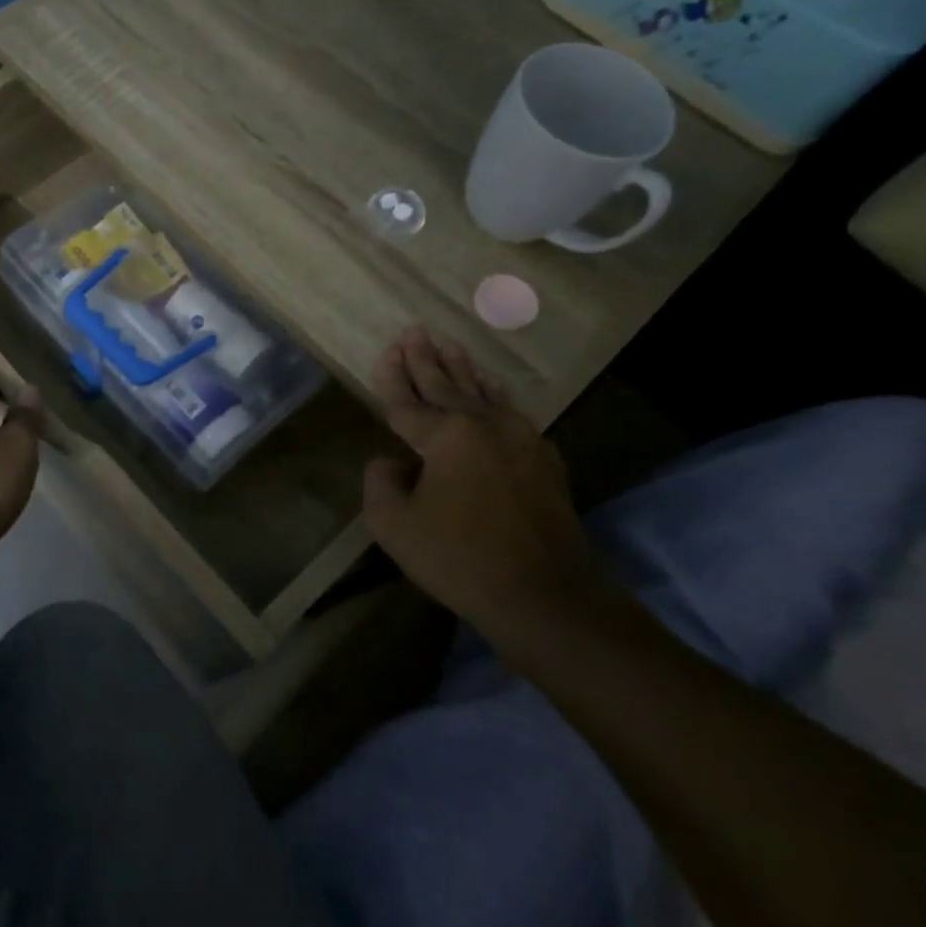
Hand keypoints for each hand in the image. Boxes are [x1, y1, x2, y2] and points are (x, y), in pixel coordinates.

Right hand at [362, 327, 595, 639]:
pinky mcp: (544, 461)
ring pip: (483, 394)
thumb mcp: (393, 523)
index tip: (386, 352)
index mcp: (446, 436)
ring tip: (452, 345)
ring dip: (463, 370)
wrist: (545, 595)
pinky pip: (510, 413)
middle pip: (447, 386)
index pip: (408, 402)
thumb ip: (380, 481)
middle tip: (415, 331)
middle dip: (426, 359)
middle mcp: (485, 425)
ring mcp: (521, 440)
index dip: (392, 378)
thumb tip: (392, 462)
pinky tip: (492, 389)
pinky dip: (494, 396)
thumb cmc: (458, 557)